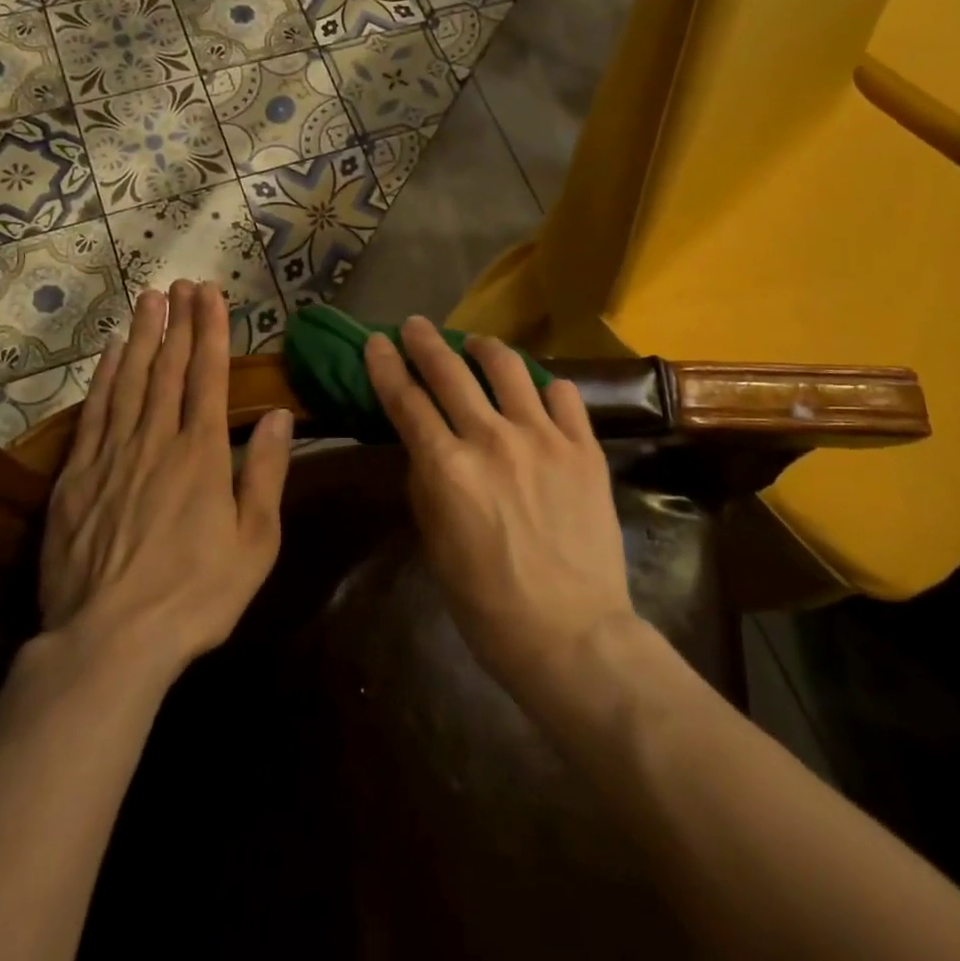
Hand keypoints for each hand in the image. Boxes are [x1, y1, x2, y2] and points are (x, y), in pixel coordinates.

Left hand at [37, 281, 291, 672]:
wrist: (108, 642)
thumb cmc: (195, 596)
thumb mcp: (254, 543)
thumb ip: (265, 473)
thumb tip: (276, 415)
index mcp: (201, 454)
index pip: (207, 376)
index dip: (210, 331)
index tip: (209, 294)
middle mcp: (156, 440)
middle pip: (167, 368)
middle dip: (177, 322)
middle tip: (181, 284)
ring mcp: (111, 455)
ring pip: (128, 381)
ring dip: (141, 337)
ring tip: (149, 300)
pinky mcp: (76, 477)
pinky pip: (94, 412)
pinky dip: (103, 377)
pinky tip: (109, 354)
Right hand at [363, 317, 634, 698]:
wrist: (573, 635)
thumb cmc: (488, 603)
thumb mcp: (435, 544)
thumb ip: (426, 483)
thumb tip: (425, 447)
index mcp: (447, 468)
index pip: (405, 400)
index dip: (385, 365)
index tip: (375, 341)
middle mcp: (492, 439)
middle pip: (449, 370)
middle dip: (425, 341)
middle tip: (415, 325)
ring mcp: (543, 438)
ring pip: (507, 367)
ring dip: (483, 348)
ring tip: (475, 345)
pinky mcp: (584, 447)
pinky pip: (562, 393)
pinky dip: (542, 385)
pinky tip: (534, 390)